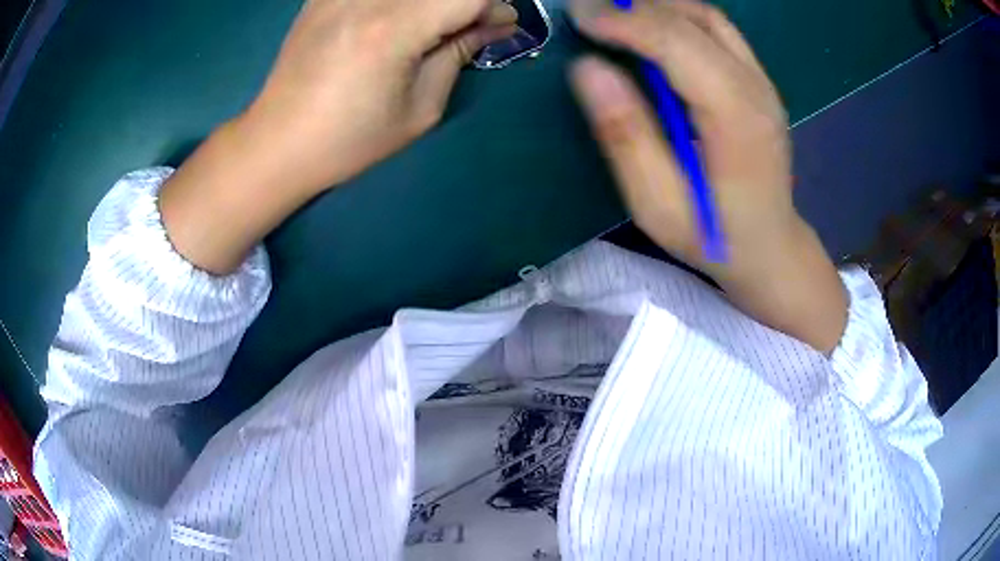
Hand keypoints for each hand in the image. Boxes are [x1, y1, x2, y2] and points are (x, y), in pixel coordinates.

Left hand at [160, 0, 515, 274]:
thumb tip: (495, 23)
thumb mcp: (419, 108)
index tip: (499, 27)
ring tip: (429, 31)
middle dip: (466, 3)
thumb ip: (459, 54)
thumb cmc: (349, 140)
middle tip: (467, 28)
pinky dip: (400, 4)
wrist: (277, 142)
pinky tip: (397, 20)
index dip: (493, 7)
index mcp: (392, 29)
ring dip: (432, 4)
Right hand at [569, 0, 846, 351]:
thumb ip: (626, 134)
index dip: (624, 21)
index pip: (677, 41)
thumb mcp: (658, 203)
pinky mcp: (758, 81)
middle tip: (585, 11)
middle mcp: (756, 86)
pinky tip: (651, 29)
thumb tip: (586, 68)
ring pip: (706, 16)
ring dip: (656, 6)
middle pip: (692, 18)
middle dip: (633, 6)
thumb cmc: (714, 236)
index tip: (577, 17)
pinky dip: (677, 16)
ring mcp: (762, 80)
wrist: (771, 247)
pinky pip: (716, 29)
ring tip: (612, 17)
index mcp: (736, 117)